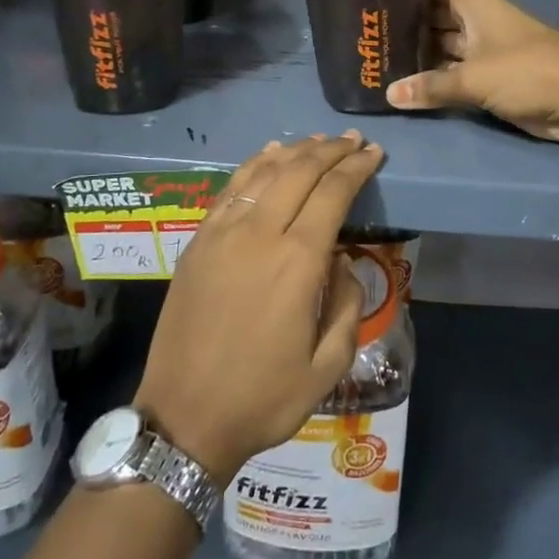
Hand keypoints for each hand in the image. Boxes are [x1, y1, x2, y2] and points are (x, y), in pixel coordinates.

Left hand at [134, 133, 382, 482]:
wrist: (184, 418)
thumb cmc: (263, 398)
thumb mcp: (328, 366)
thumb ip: (347, 305)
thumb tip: (341, 262)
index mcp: (297, 261)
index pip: (333, 193)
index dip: (357, 167)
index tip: (374, 153)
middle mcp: (259, 233)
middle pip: (300, 170)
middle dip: (332, 149)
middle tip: (354, 141)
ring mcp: (223, 233)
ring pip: (264, 171)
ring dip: (296, 151)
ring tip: (319, 141)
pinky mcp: (199, 240)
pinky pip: (231, 188)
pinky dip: (256, 164)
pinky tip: (270, 155)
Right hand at [385, 0, 558, 145]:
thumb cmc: (528, 72)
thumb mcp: (475, 78)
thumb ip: (431, 86)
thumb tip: (389, 94)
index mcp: (471, 0)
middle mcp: (473, 17)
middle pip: (429, 16)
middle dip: (401, 26)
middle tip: (360, 35)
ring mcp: (480, 46)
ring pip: (439, 45)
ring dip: (414, 54)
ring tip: (372, 59)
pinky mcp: (487, 74)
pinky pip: (450, 71)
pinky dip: (431, 77)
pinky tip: (401, 83)